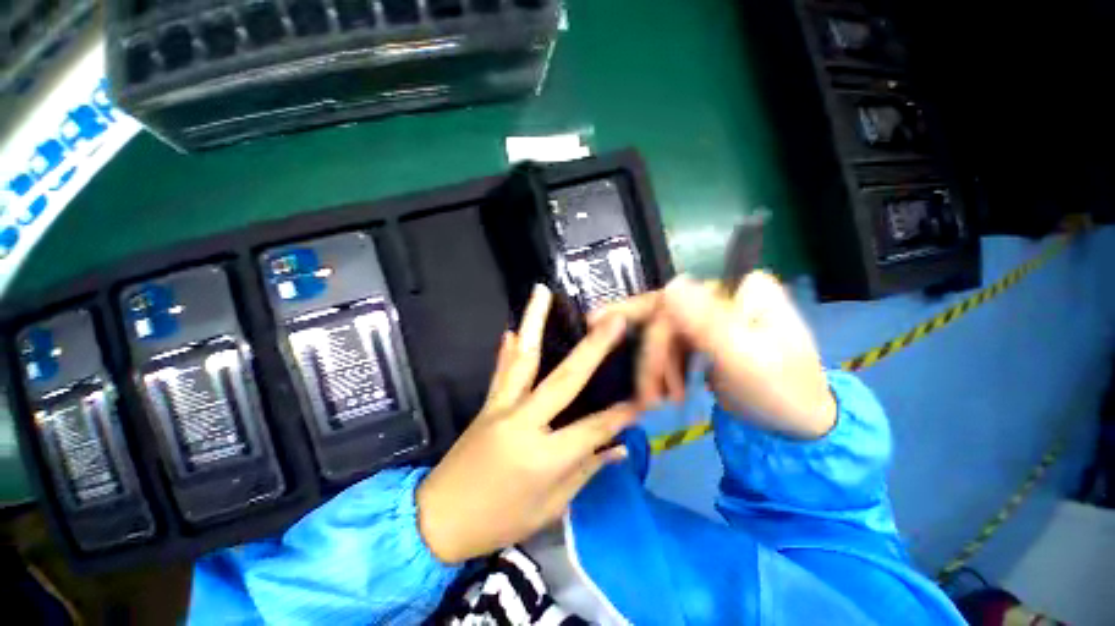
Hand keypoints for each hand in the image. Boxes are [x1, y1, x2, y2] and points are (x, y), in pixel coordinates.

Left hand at [417, 284, 637, 563]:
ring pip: (524, 357)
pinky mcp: (487, 404)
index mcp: (543, 456)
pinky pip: (501, 371)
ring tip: (541, 292)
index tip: (644, 397)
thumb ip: (585, 471)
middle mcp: (523, 422)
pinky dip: (507, 349)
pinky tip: (512, 329)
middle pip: (565, 379)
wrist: (437, 521)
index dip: (621, 414)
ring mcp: (501, 407)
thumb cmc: (499, 521)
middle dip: (594, 348)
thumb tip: (619, 448)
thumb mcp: (550, 508)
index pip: (593, 427)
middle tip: (614, 320)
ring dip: (534, 321)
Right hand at [593, 272, 835, 439]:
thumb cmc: (780, 391)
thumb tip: (670, 283)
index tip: (601, 328)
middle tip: (639, 388)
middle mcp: (722, 294)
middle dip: (650, 355)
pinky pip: (670, 346)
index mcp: (739, 288)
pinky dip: (662, 369)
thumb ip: (707, 321)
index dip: (642, 320)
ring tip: (658, 399)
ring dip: (656, 367)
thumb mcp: (744, 358)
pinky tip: (664, 389)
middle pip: (665, 315)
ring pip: (663, 333)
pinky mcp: (705, 336)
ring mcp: (712, 315)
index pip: (675, 299)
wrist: (798, 425)